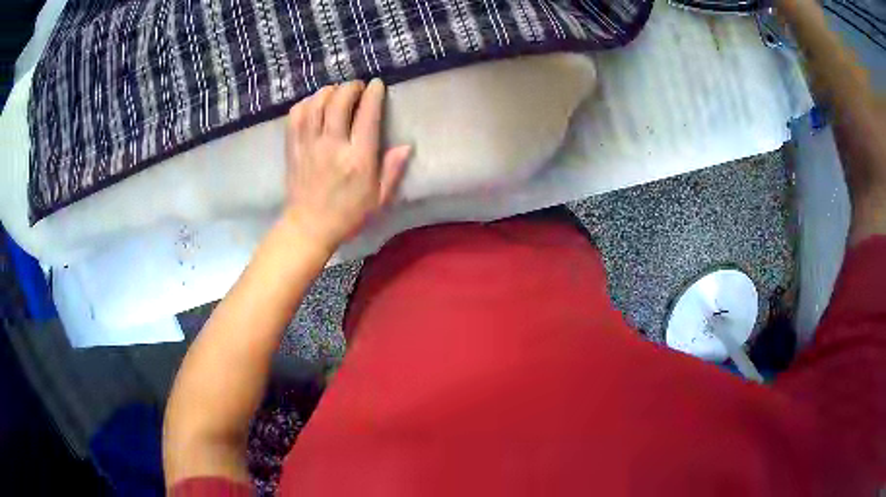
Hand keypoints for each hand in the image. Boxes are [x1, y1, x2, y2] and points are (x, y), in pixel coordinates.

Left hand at [283, 79, 410, 250]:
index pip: (367, 115)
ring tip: (336, 92)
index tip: (377, 85)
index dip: (373, 94)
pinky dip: (306, 103)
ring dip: (328, 91)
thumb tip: (405, 145)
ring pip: (316, 104)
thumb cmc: (348, 215)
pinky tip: (314, 105)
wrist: (309, 227)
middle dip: (350, 87)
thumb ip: (392, 170)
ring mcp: (309, 145)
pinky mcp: (293, 148)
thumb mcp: (379, 199)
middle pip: (339, 101)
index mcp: (358, 159)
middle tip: (357, 87)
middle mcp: (333, 146)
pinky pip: (296, 115)